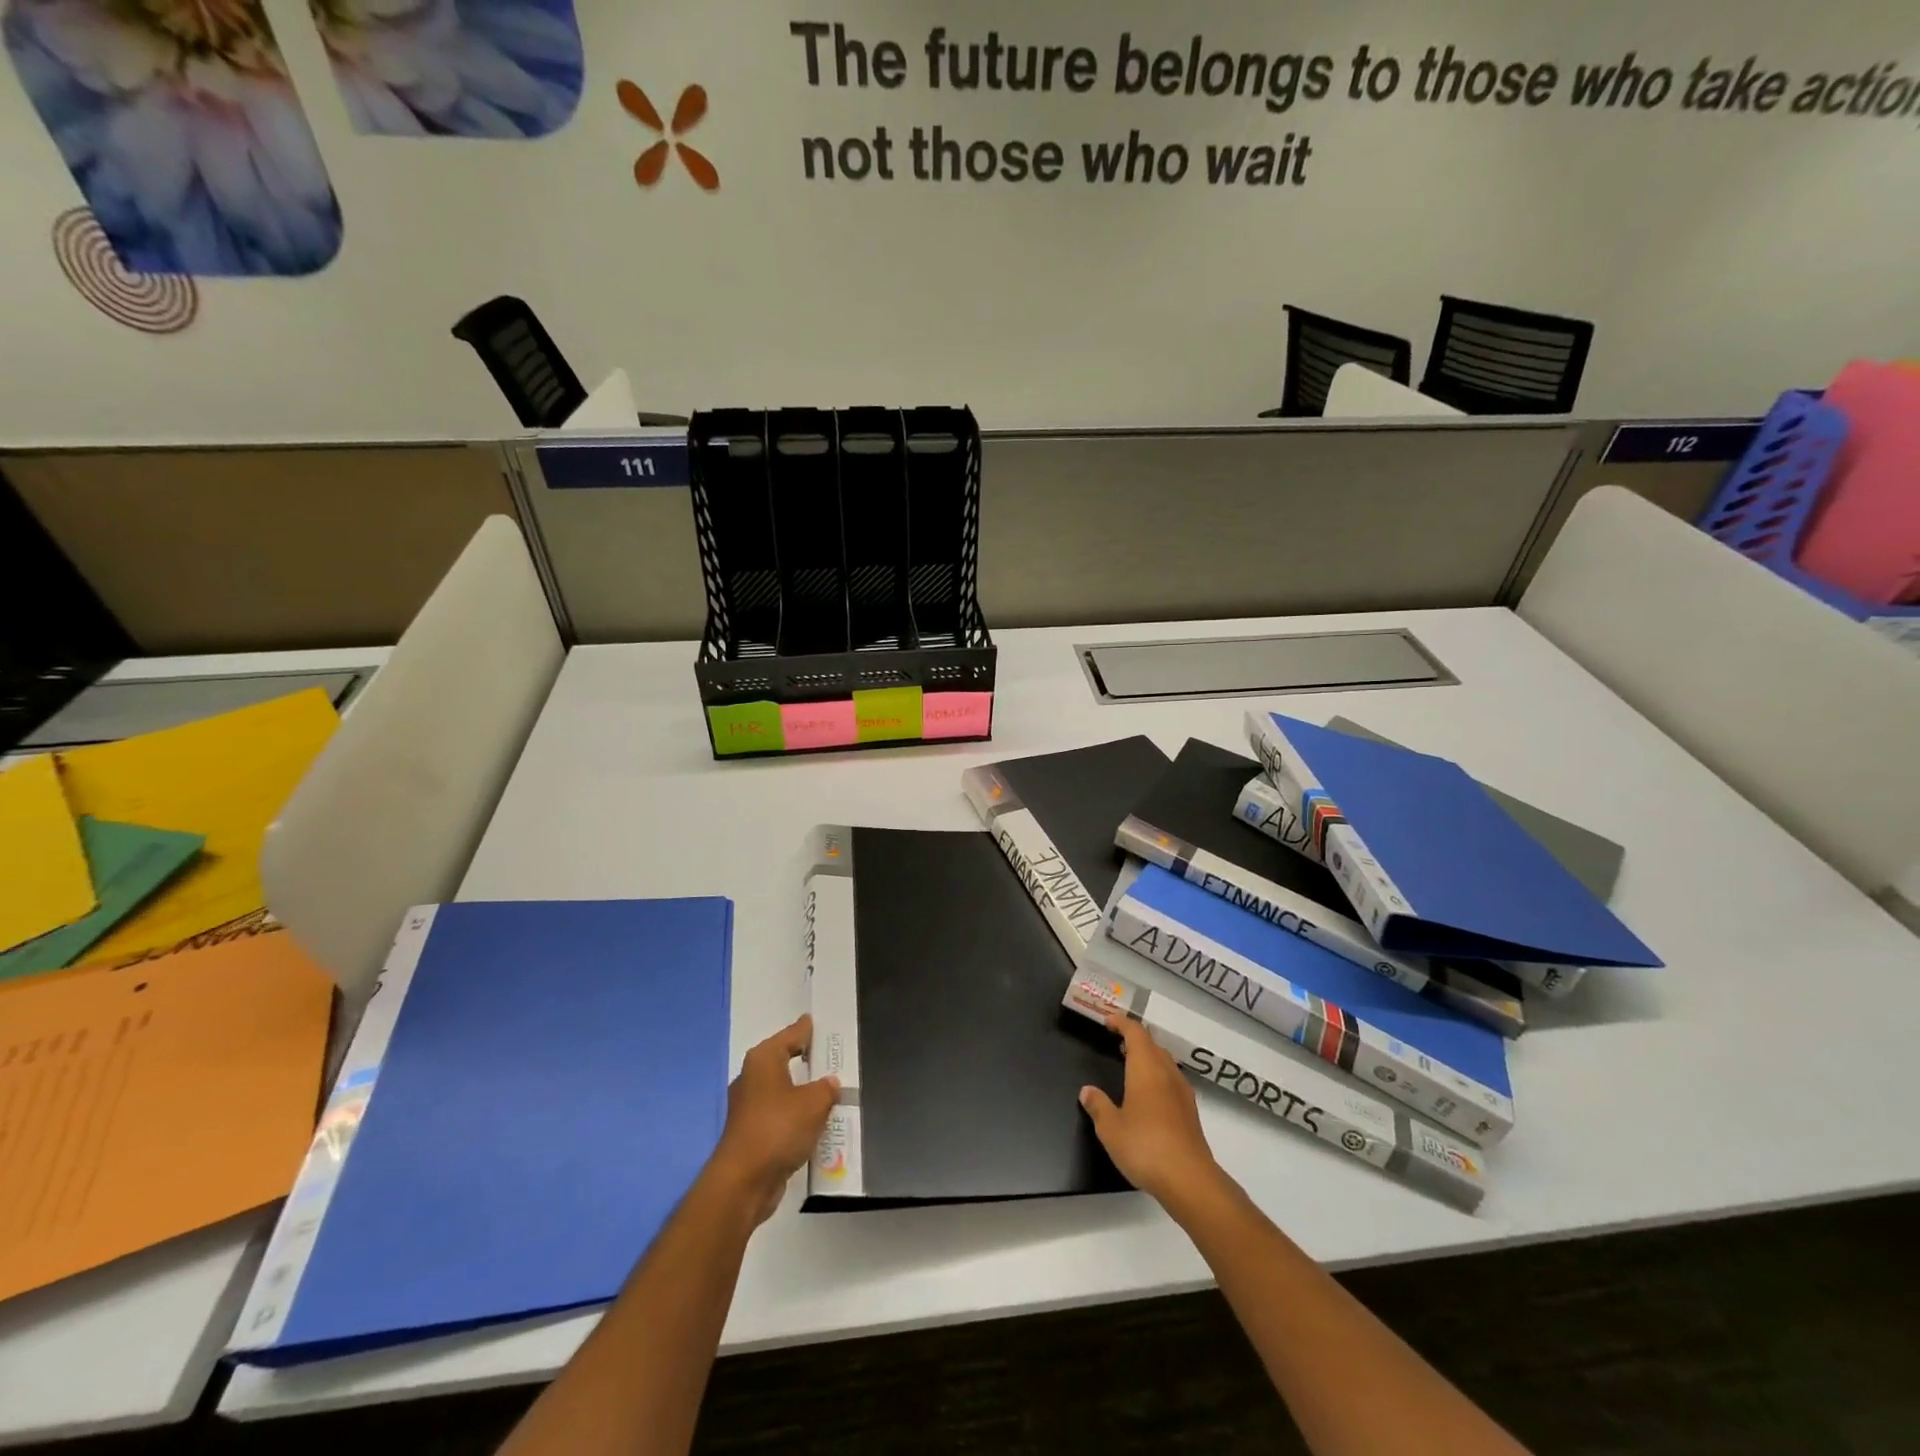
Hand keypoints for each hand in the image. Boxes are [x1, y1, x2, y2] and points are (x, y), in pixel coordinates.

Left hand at [711, 1014, 839, 1224]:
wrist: (744, 1182)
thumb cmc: (778, 1128)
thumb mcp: (814, 1103)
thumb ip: (826, 1088)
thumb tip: (829, 1083)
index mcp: (763, 1060)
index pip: (790, 1035)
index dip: (805, 1029)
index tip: (817, 1021)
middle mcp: (752, 1078)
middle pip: (784, 1061)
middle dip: (806, 1060)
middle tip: (831, 1056)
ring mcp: (749, 1107)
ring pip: (783, 1091)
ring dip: (802, 1092)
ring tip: (830, 1090)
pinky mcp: (751, 1133)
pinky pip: (780, 1115)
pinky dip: (796, 1116)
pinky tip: (815, 1121)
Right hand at [1080, 1015, 1226, 1209]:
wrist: (1190, 1180)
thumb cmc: (1145, 1147)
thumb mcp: (1110, 1129)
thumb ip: (1098, 1106)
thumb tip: (1087, 1091)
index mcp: (1146, 1069)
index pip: (1136, 1032)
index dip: (1121, 1022)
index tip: (1107, 1021)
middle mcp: (1167, 1073)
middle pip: (1153, 1045)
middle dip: (1135, 1039)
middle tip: (1117, 1042)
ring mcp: (1182, 1092)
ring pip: (1165, 1062)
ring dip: (1148, 1058)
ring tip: (1131, 1066)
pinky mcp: (1190, 1112)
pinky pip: (1171, 1081)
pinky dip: (1158, 1077)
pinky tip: (1149, 1096)